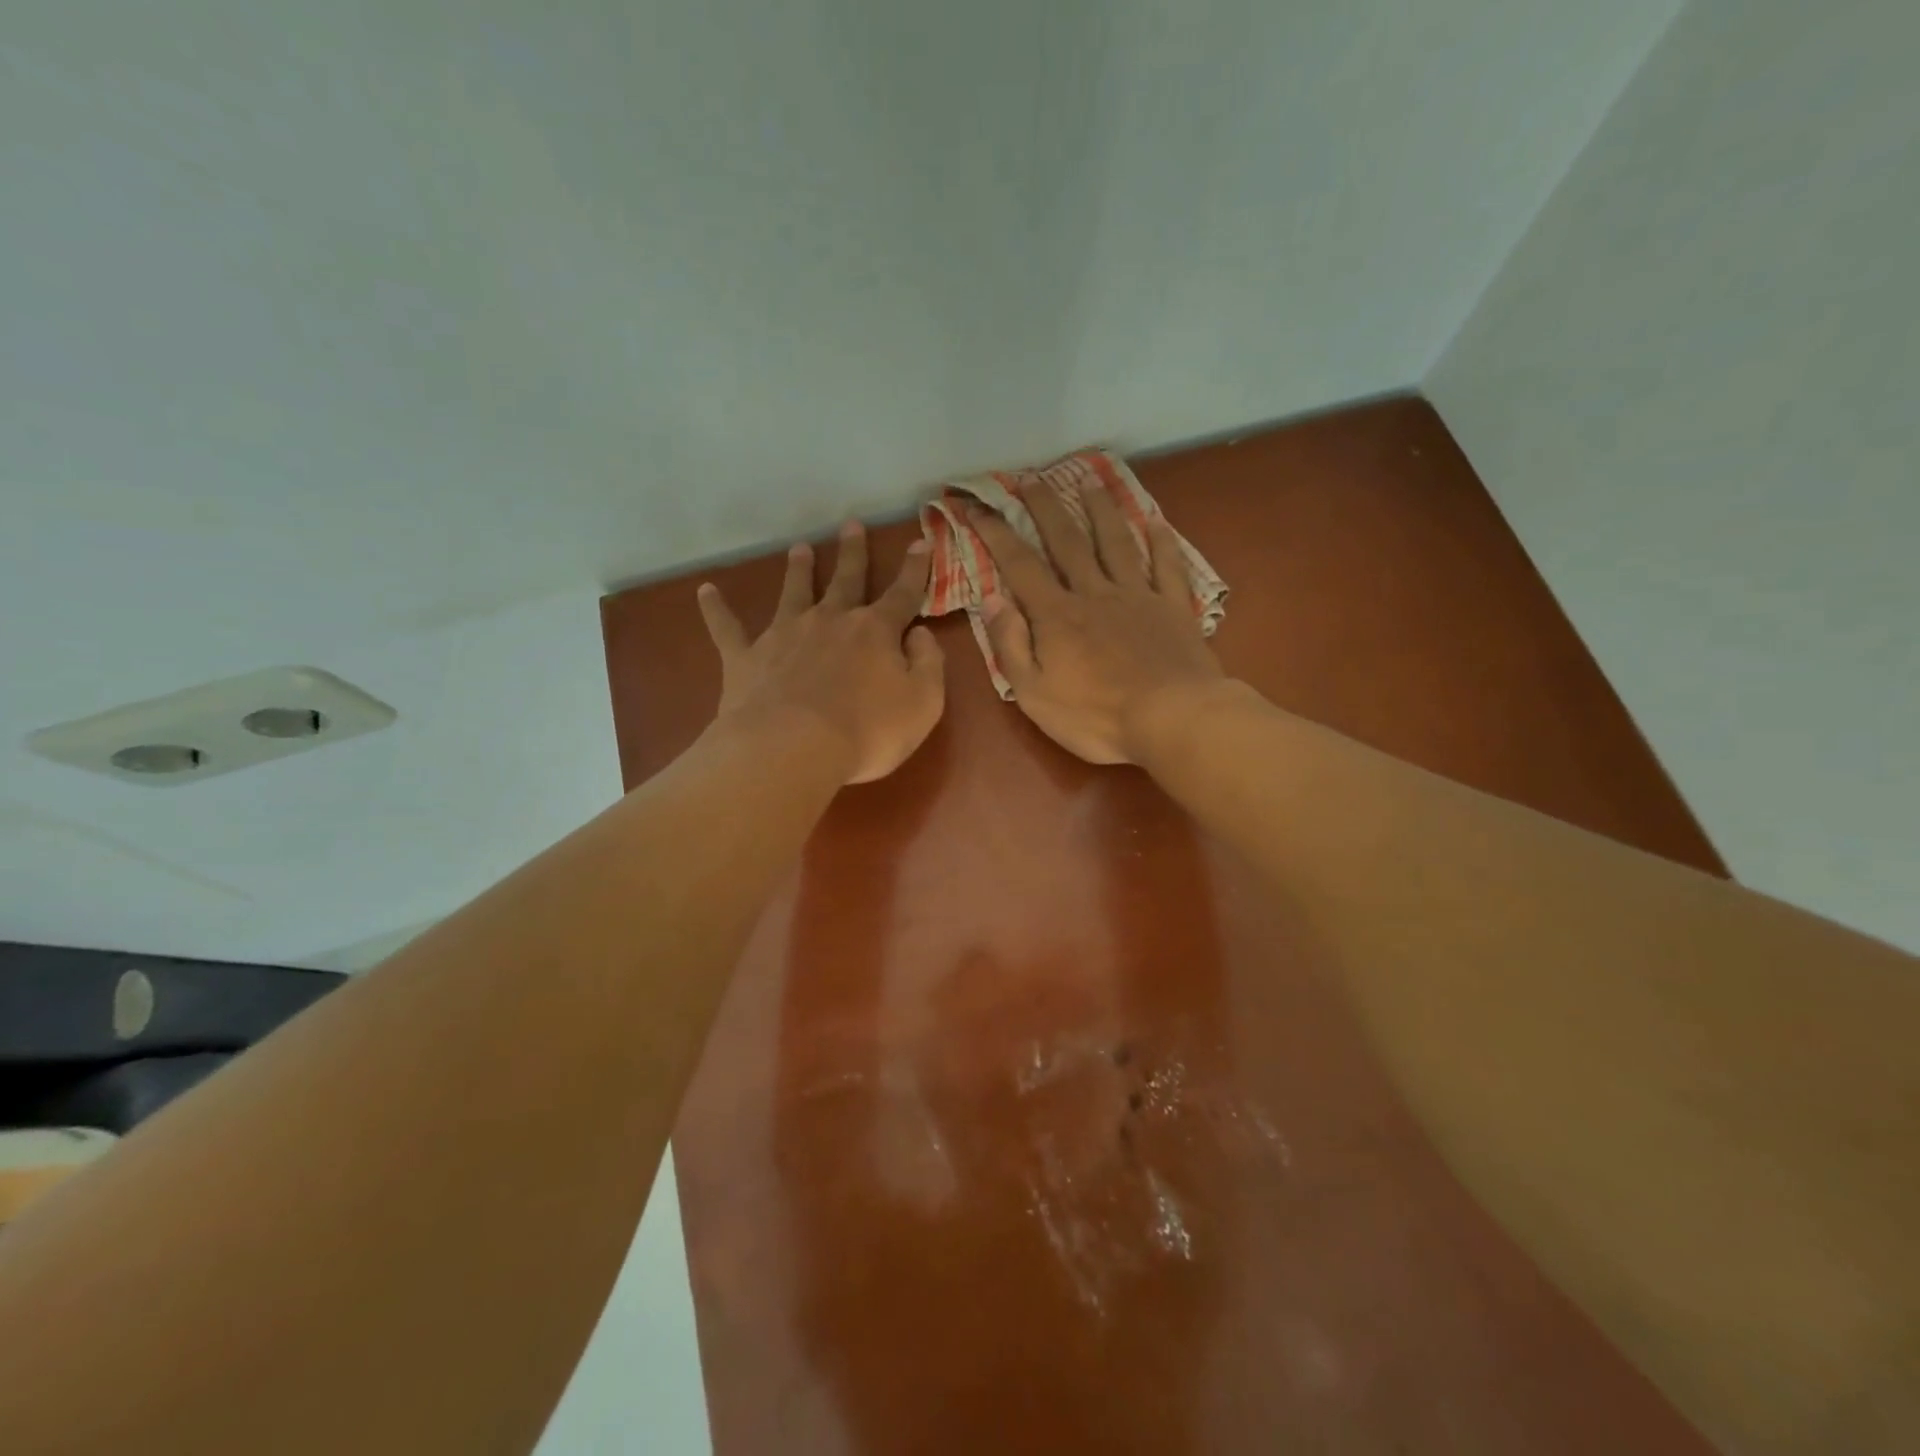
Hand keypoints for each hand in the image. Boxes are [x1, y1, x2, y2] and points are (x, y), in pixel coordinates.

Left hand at [697, 521, 944, 784]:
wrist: (793, 748)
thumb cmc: (868, 732)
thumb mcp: (923, 703)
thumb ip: (928, 664)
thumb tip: (919, 634)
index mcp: (875, 632)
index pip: (902, 593)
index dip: (915, 569)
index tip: (921, 542)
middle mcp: (830, 621)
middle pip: (845, 580)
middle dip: (852, 553)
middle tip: (851, 525)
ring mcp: (785, 635)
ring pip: (793, 592)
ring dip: (798, 569)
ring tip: (799, 548)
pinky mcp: (747, 657)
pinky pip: (727, 628)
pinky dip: (716, 609)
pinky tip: (705, 591)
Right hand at [968, 482, 1225, 763]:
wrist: (1173, 719)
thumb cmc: (1096, 716)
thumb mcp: (1035, 694)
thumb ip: (1011, 645)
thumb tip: (992, 599)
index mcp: (1057, 616)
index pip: (1019, 565)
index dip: (996, 533)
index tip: (978, 506)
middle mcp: (1095, 593)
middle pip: (1067, 541)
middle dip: (1045, 507)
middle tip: (1030, 478)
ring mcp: (1138, 596)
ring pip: (1115, 543)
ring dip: (1100, 510)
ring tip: (1089, 481)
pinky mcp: (1173, 608)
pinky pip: (1167, 566)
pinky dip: (1161, 541)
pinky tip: (1156, 521)